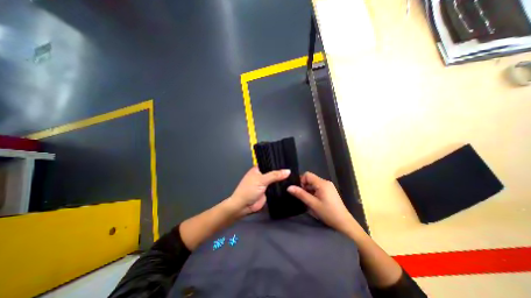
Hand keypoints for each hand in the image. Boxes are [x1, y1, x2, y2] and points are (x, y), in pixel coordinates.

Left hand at [228, 166, 289, 216]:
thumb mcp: (261, 180)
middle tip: (294, 168)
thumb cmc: (249, 190)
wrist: (243, 206)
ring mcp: (265, 184)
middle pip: (273, 172)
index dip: (277, 162)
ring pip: (275, 180)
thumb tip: (288, 171)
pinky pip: (276, 188)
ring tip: (295, 175)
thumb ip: (274, 175)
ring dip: (282, 179)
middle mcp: (262, 175)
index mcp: (258, 169)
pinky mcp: (268, 192)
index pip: (269, 163)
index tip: (288, 160)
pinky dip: (282, 186)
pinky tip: (291, 184)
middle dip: (281, 171)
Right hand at [288, 173, 357, 234]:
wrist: (344, 223)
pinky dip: (314, 192)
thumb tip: (289, 187)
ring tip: (309, 201)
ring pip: (314, 184)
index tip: (300, 191)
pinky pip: (318, 187)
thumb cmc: (328, 213)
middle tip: (304, 198)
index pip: (307, 175)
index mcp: (322, 183)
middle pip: (310, 179)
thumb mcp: (312, 204)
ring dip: (309, 190)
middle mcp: (325, 182)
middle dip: (305, 186)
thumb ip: (301, 194)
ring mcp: (329, 186)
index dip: (301, 181)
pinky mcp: (330, 191)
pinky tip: (315, 201)